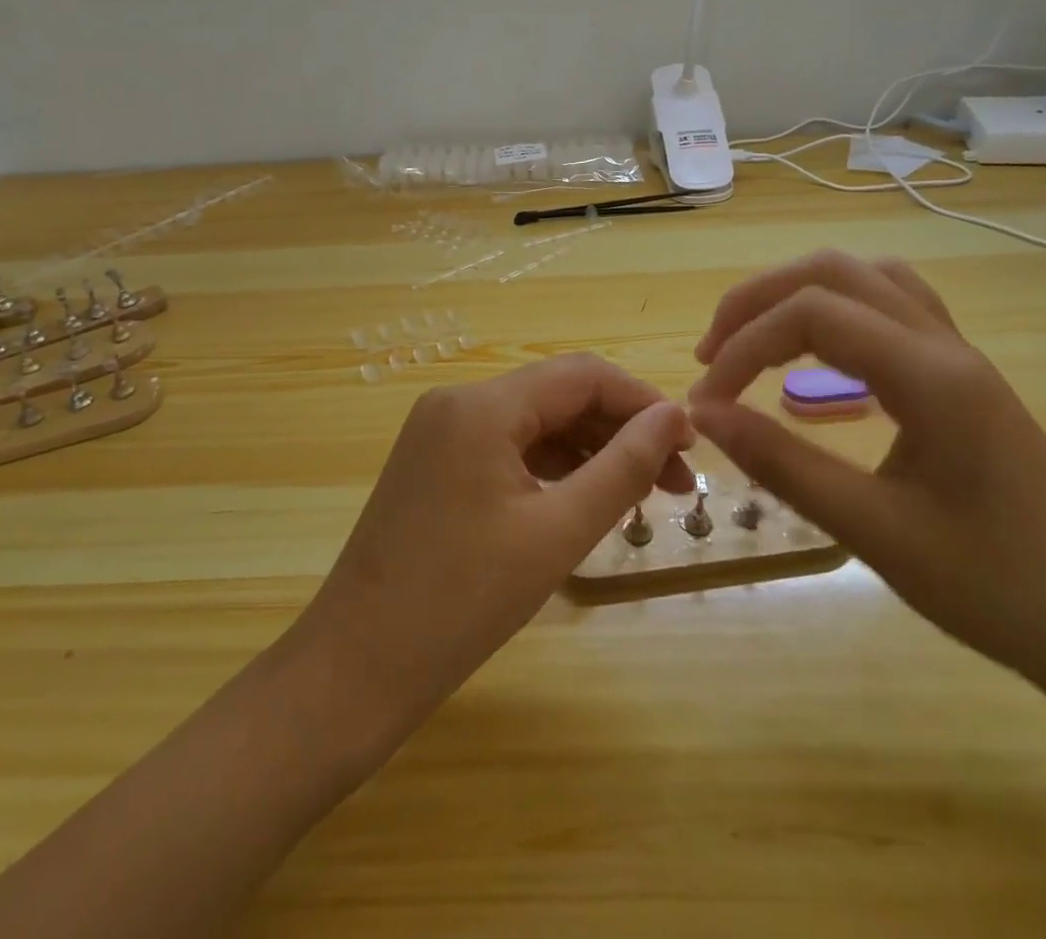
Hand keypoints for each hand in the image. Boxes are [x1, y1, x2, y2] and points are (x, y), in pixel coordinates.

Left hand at [290, 355, 694, 730]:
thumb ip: (622, 467)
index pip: (582, 375)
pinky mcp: (434, 463)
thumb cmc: (462, 603)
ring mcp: (439, 432)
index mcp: (482, 405)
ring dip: (589, 450)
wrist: (355, 669)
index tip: (690, 443)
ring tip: (641, 496)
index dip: (643, 401)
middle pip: (558, 395)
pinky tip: (584, 499)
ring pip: (534, 423)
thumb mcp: (556, 533)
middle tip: (676, 481)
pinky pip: (506, 448)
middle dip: (621, 430)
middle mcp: (457, 402)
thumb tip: (672, 417)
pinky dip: (551, 467)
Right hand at [687, 251, 1045, 693]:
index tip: (706, 402)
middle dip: (756, 301)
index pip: (809, 314)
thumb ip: (781, 463)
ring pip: (863, 276)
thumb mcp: (874, 531)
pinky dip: (833, 309)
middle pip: (831, 272)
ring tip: (752, 338)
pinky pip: (888, 305)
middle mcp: (943, 343)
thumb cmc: (998, 589)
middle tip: (712, 354)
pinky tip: (815, 351)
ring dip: (795, 293)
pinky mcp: (960, 373)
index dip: (743, 346)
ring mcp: (957, 352)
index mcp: (929, 374)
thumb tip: (704, 414)